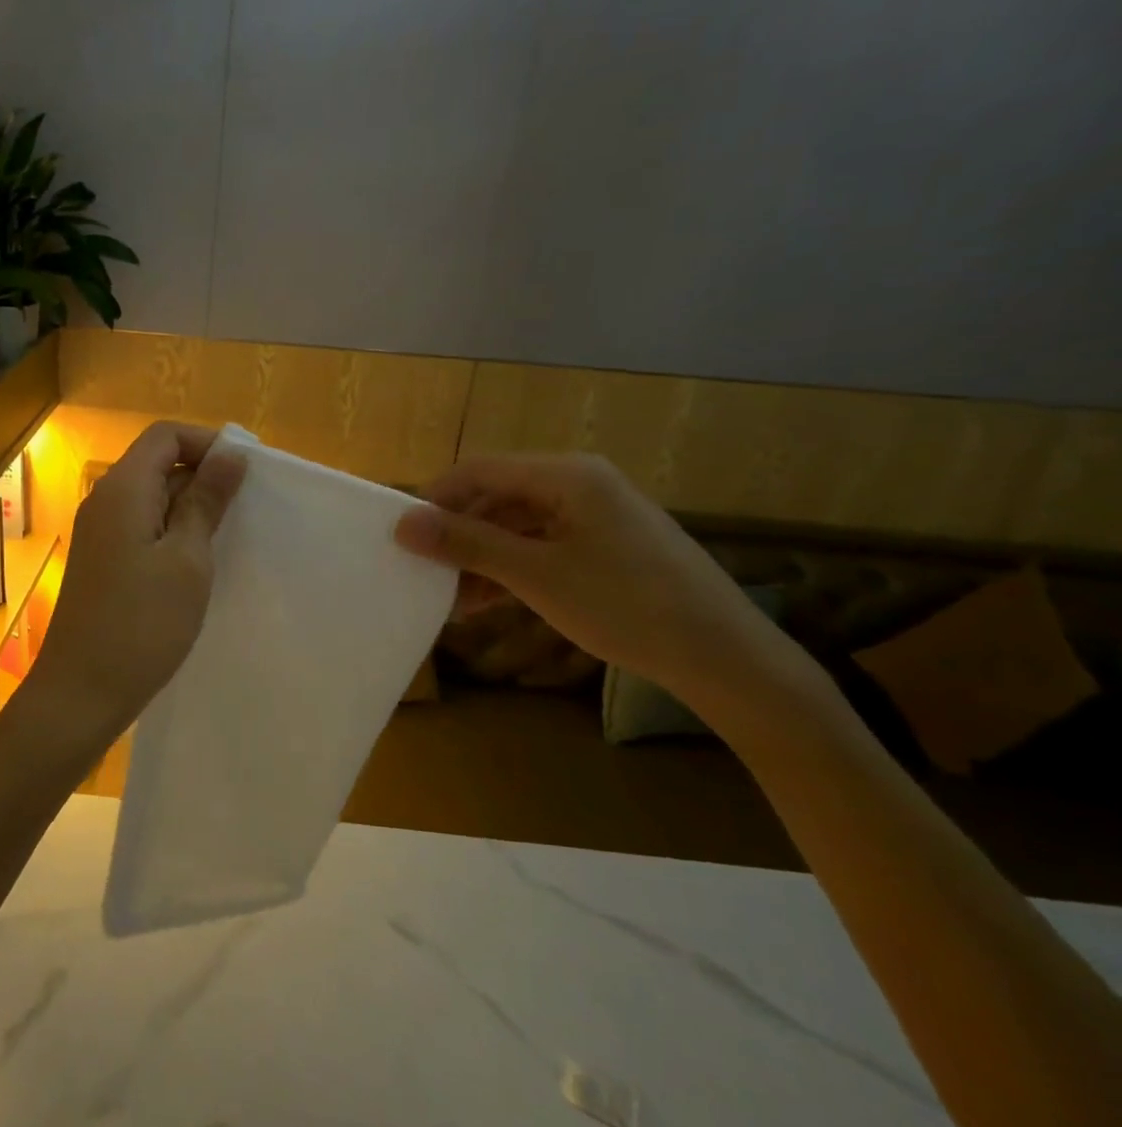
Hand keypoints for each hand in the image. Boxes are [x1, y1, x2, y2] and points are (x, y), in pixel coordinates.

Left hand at [31, 421, 245, 758]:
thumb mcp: (187, 559)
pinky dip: (172, 533)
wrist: (82, 691)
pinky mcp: (102, 560)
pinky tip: (197, 564)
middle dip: (202, 477)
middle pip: (157, 463)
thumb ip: (206, 501)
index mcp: (123, 489)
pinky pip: (141, 527)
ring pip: (151, 498)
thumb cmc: (142, 624)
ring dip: (190, 509)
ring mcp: (99, 532)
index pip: (165, 435)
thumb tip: (230, 454)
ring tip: (228, 539)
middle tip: (245, 511)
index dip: (207, 443)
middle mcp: (105, 500)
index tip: (246, 473)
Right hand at [394, 453, 799, 705]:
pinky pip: (542, 544)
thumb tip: (402, 524)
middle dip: (457, 534)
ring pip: (517, 524)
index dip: (435, 497)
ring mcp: (596, 514)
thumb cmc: (625, 606)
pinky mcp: (606, 544)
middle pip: (497, 496)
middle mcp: (580, 483)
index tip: (402, 535)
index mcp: (567, 475)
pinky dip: (511, 568)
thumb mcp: (536, 576)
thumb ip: (467, 544)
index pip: (479, 469)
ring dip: (481, 557)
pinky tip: (487, 601)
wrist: (723, 656)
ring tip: (451, 599)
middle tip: (424, 572)